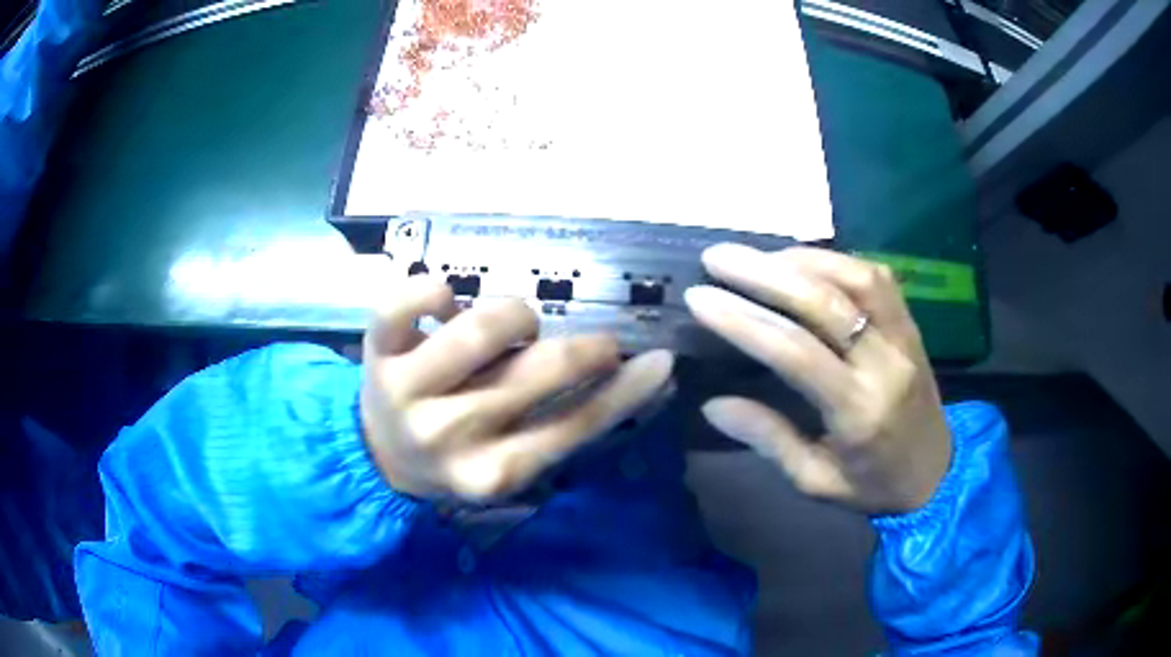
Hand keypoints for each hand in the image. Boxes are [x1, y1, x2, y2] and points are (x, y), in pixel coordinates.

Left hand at [361, 277, 673, 501]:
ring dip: (515, 315)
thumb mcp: (515, 459)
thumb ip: (570, 422)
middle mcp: (449, 434)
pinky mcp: (377, 351)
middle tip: (597, 344)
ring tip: (514, 330)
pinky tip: (448, 305)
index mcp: (490, 472)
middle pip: (538, 371)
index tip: (658, 359)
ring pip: (482, 327)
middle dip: (588, 348)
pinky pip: (405, 301)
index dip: (626, 391)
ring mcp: (406, 390)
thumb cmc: (460, 456)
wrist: (380, 455)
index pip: (573, 426)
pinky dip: (434, 290)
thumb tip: (641, 377)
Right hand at [685, 244, 950, 513]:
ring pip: (855, 277)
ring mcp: (904, 338)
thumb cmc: (872, 487)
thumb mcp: (815, 481)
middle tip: (717, 257)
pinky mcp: (912, 325)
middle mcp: (885, 365)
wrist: (938, 475)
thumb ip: (769, 439)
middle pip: (825, 302)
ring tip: (757, 258)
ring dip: (801, 259)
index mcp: (858, 412)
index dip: (744, 321)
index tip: (699, 297)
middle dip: (764, 273)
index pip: (796, 353)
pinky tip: (804, 263)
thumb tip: (713, 404)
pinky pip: (877, 277)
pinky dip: (835, 261)